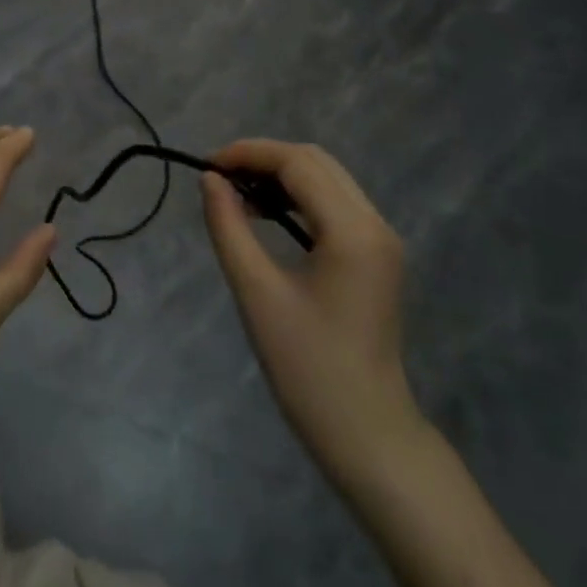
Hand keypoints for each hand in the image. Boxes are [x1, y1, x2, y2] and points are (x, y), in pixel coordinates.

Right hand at [202, 139, 424, 480]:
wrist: (365, 432)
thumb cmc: (307, 366)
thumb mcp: (256, 291)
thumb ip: (229, 227)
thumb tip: (210, 180)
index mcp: (352, 232)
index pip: (297, 163)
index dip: (248, 154)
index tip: (206, 167)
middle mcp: (375, 224)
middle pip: (315, 161)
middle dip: (263, 159)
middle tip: (218, 180)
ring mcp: (380, 239)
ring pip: (326, 178)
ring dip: (280, 176)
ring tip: (236, 196)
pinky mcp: (375, 255)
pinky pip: (334, 202)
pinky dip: (296, 196)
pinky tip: (266, 215)